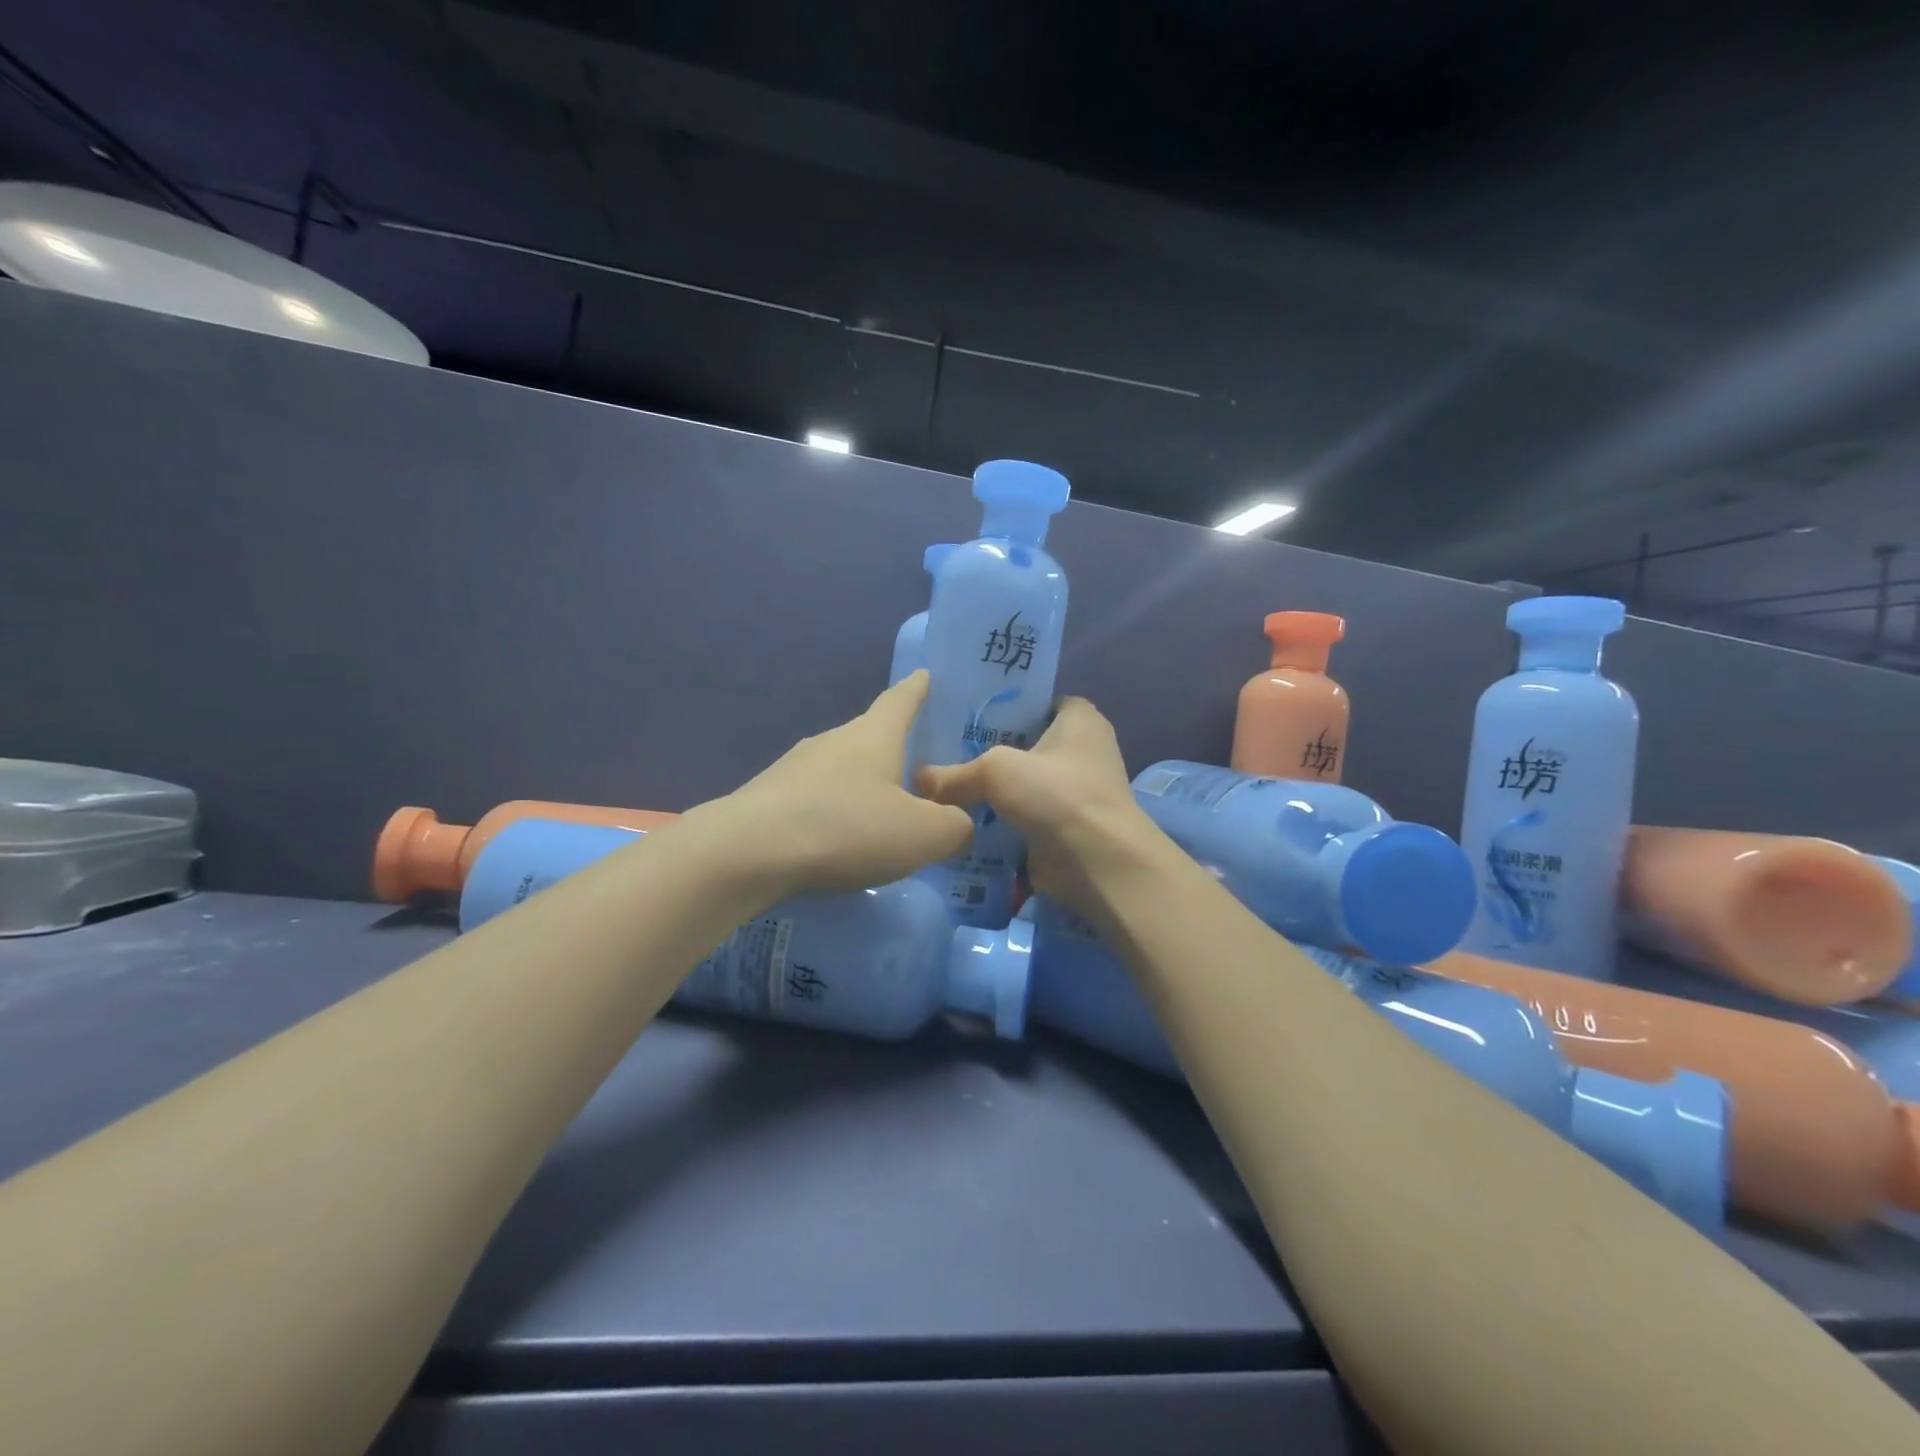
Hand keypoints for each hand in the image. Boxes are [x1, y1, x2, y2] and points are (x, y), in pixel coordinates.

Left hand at [705, 671, 975, 897]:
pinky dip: (834, 812)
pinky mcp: (769, 798)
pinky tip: (839, 840)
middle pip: (871, 736)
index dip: (918, 689)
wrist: (748, 853)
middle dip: (894, 749)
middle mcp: (833, 741)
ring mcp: (795, 767)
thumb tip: (958, 823)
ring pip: (840, 769)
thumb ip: (955, 826)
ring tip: (881, 814)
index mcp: (873, 736)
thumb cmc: (847, 829)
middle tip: (920, 770)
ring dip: (862, 785)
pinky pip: (815, 798)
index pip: (901, 700)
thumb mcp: (923, 835)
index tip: (926, 675)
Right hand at [916, 696, 1157, 917]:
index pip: (1036, 701)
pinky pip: (1021, 815)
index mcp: (1079, 719)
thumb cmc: (1056, 794)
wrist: (1097, 863)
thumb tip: (917, 781)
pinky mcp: (1062, 826)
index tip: (962, 712)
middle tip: (940, 751)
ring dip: (990, 790)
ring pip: (1020, 783)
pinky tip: (958, 819)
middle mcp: (1081, 750)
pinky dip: (997, 820)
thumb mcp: (996, 771)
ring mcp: (1073, 791)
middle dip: (987, 750)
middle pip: (1023, 743)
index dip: (1002, 704)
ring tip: (941, 785)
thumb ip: (954, 774)